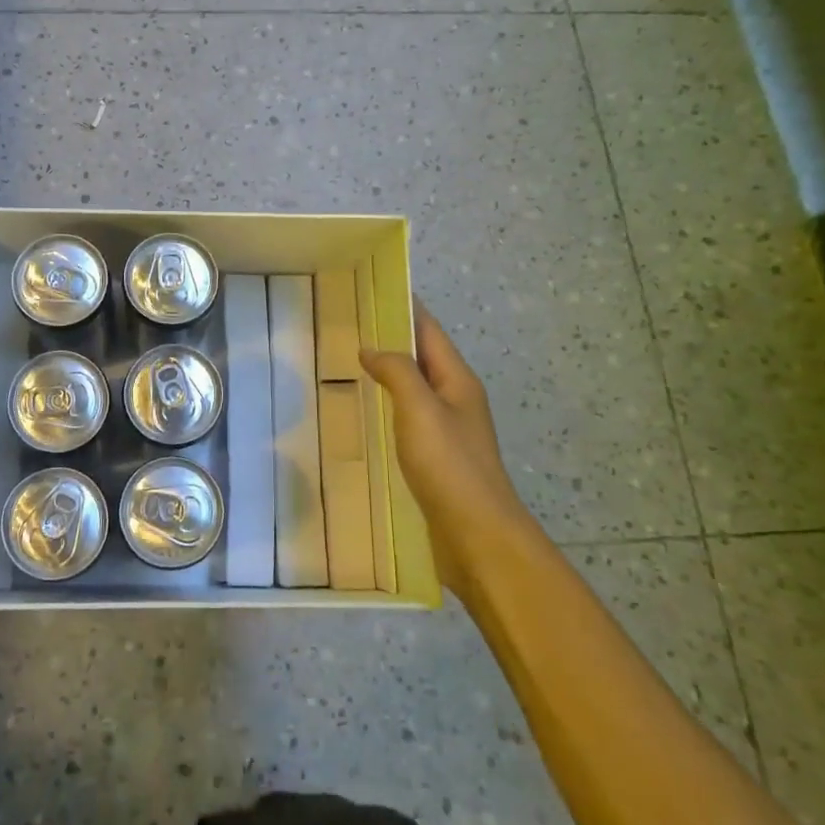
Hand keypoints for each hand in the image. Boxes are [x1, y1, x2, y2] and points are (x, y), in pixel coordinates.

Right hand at [360, 302, 528, 598]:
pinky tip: (363, 415)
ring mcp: (447, 431)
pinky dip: (386, 407)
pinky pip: (407, 419)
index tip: (372, 288)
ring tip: (347, 364)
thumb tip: (371, 348)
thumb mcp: (420, 409)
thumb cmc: (450, 466)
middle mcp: (455, 399)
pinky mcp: (435, 460)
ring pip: (413, 389)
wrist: (477, 536)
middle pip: (421, 357)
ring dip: (387, 374)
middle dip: (390, 339)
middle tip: (347, 326)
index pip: (429, 331)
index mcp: (457, 381)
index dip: (405, 307)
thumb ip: (397, 372)